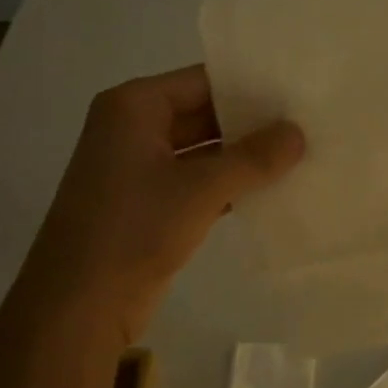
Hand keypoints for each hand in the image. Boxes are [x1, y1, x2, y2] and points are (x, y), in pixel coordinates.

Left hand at [21, 65, 304, 345]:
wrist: (80, 306)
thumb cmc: (134, 231)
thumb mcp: (200, 189)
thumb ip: (253, 158)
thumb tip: (298, 132)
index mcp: (134, 107)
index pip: (203, 80)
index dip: (251, 85)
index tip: (298, 90)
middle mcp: (134, 129)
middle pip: (204, 113)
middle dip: (252, 123)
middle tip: (308, 123)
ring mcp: (140, 169)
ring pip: (204, 151)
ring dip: (245, 158)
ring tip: (302, 154)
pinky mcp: (150, 205)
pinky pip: (198, 182)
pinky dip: (231, 186)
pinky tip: (274, 190)